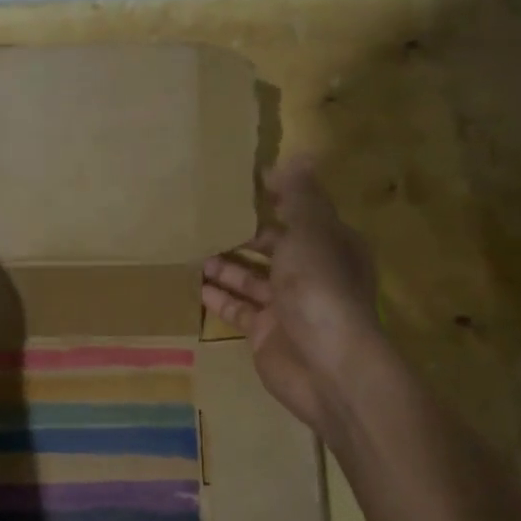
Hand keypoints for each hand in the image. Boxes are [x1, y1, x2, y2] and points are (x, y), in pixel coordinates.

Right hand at [201, 157, 385, 436]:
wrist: (328, 366)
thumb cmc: (320, 288)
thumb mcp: (312, 232)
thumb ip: (300, 196)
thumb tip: (300, 154)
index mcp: (329, 244)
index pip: (299, 211)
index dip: (274, 195)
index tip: (238, 182)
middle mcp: (310, 272)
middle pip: (272, 246)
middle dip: (242, 232)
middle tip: (203, 216)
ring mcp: (287, 305)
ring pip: (250, 277)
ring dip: (224, 264)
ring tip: (190, 247)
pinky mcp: (265, 332)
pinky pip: (238, 308)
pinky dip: (218, 297)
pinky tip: (193, 284)